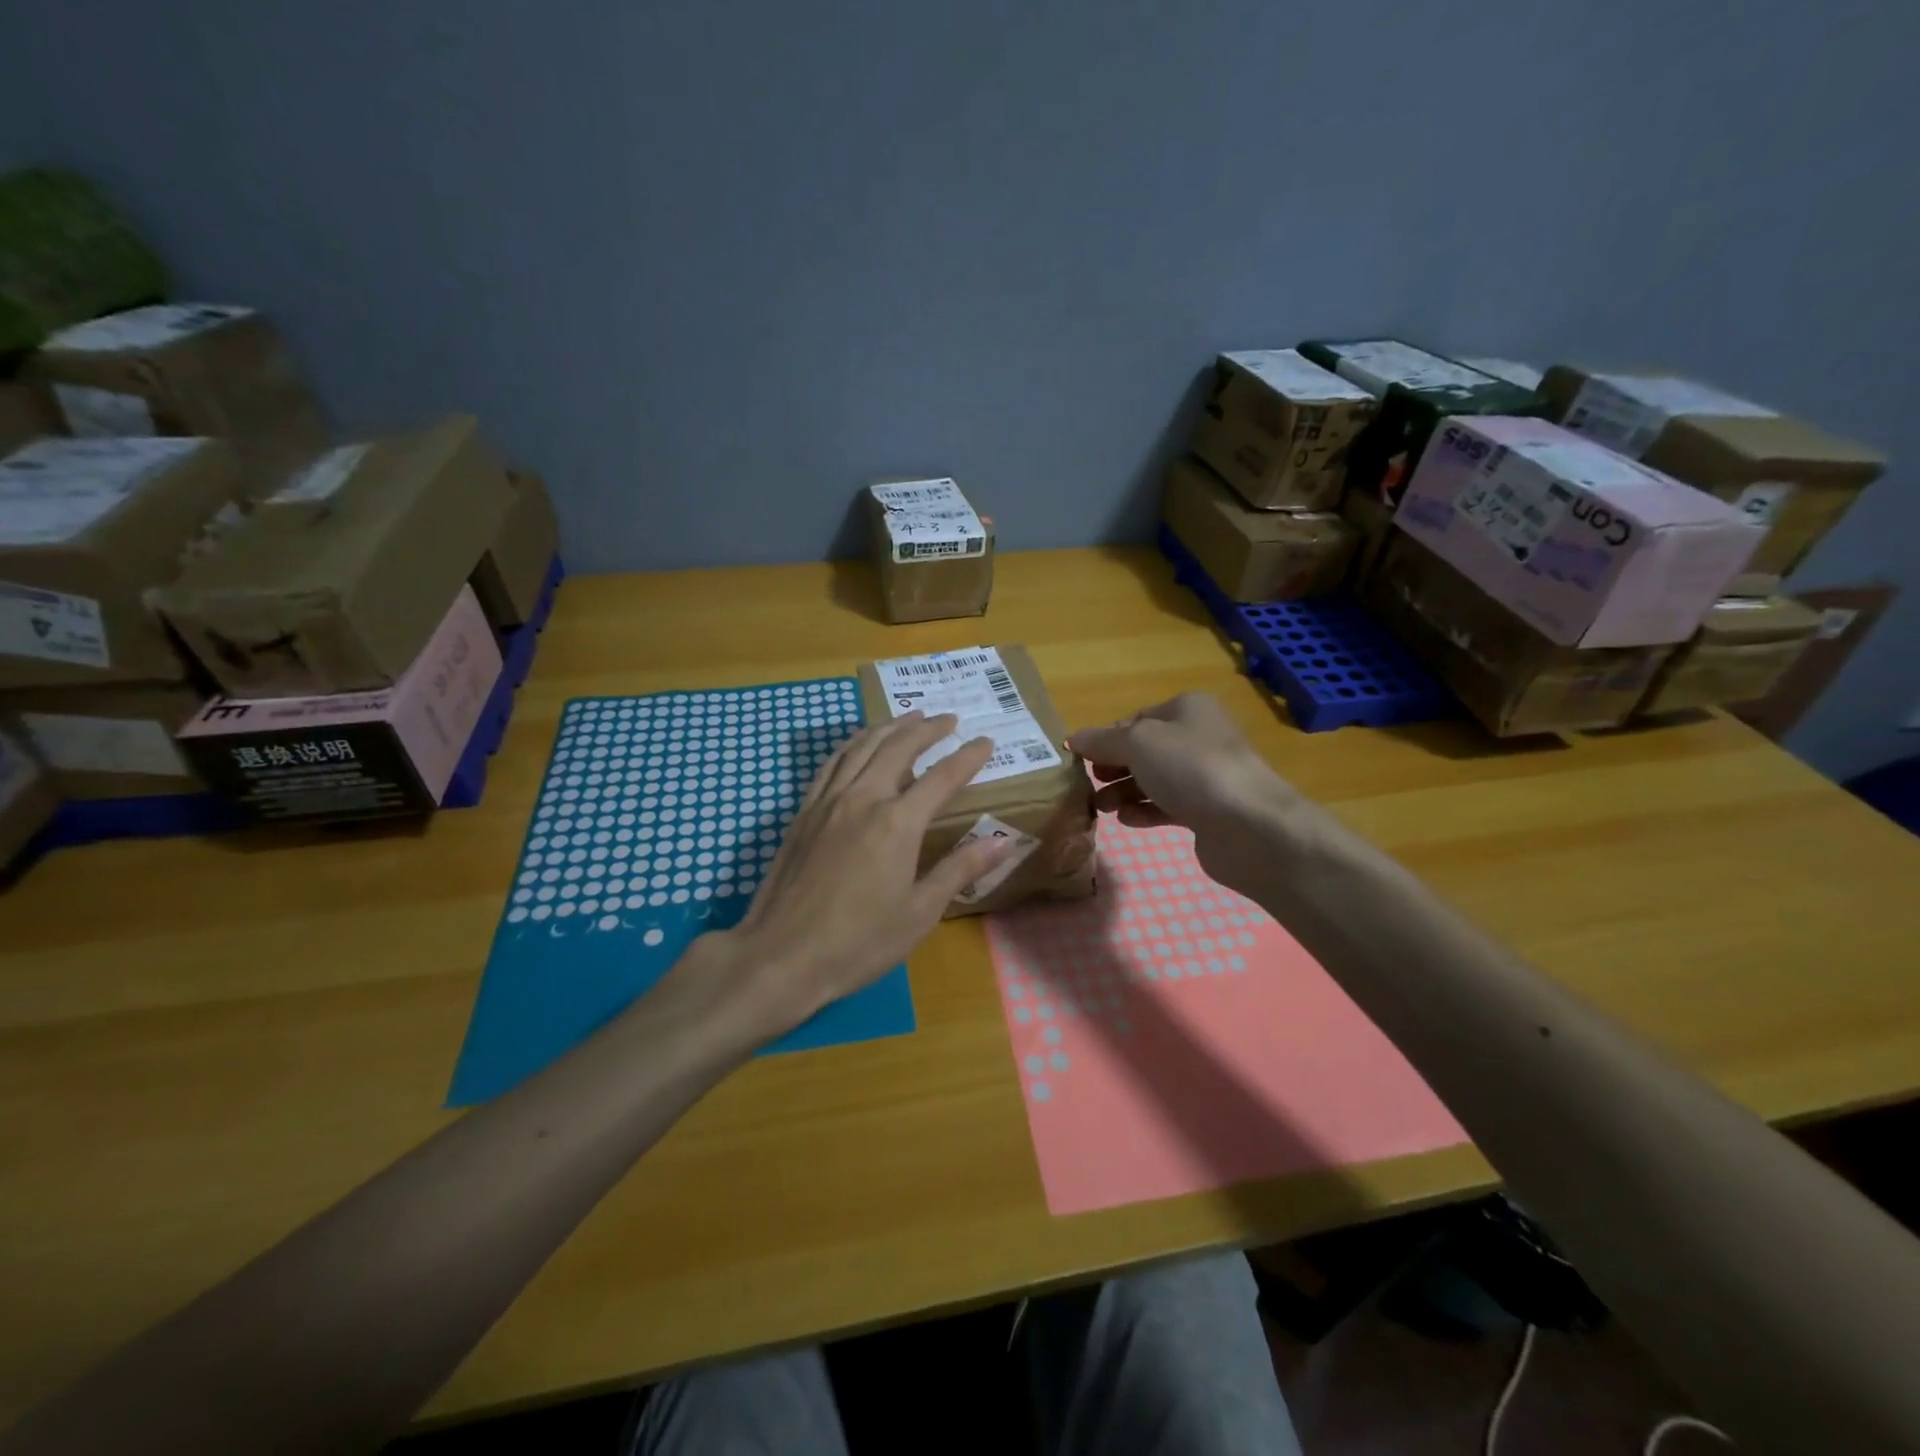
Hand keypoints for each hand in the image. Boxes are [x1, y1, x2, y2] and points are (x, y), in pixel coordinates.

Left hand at [692, 711, 1012, 1039]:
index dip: (967, 757)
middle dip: (927, 729)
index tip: (986, 741)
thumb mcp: (919, 913)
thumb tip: (1003, 841)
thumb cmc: (858, 942)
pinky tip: (859, 744)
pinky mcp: (803, 812)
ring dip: (889, 727)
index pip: (942, 777)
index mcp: (897, 823)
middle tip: (949, 719)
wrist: (780, 956)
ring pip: (862, 746)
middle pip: (899, 748)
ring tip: (909, 716)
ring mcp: (828, 802)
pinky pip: (831, 763)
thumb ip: (960, 869)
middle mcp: (863, 799)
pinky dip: (852, 744)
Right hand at [1067, 693, 1305, 897]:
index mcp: (1186, 709)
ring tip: (1100, 808)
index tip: (1079, 759)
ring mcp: (1204, 776)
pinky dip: (1144, 811)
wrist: (1249, 826)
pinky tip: (1126, 820)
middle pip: (1143, 750)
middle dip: (1112, 767)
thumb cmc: (1190, 769)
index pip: (1135, 719)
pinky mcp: (1207, 811)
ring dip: (1123, 792)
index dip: (1105, 738)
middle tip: (1088, 784)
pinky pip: (1166, 806)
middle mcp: (1197, 737)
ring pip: (1153, 779)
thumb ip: (1102, 741)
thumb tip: (1073, 739)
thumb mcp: (1138, 743)